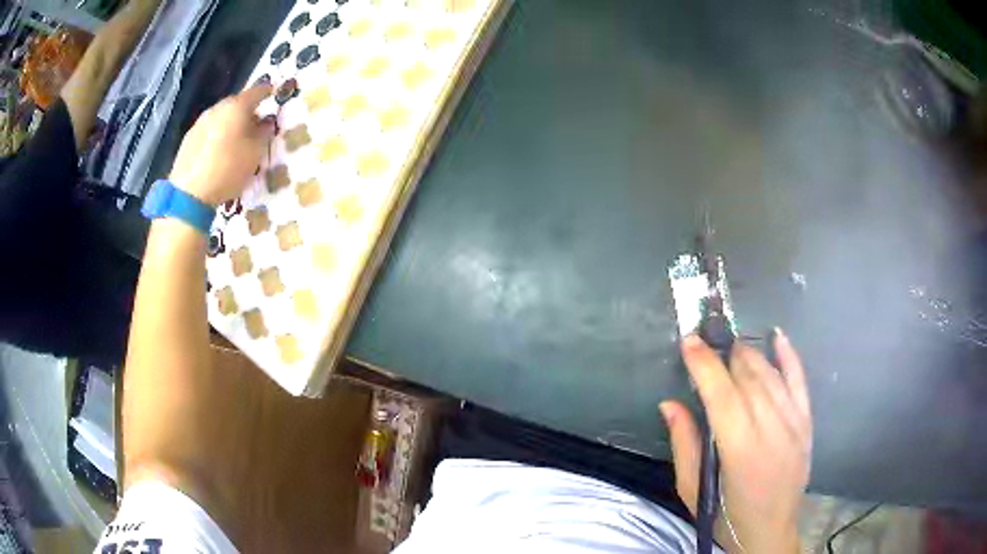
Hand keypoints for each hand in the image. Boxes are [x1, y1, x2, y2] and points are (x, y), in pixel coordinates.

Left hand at [169, 84, 275, 205]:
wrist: (189, 194)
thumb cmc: (228, 169)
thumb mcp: (255, 153)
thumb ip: (263, 134)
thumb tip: (265, 123)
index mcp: (236, 106)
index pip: (256, 91)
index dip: (267, 91)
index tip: (273, 92)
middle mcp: (217, 109)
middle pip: (236, 104)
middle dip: (247, 111)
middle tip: (256, 123)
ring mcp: (200, 123)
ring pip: (221, 117)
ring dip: (230, 124)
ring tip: (237, 139)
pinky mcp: (188, 140)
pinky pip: (209, 131)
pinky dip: (217, 136)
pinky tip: (219, 151)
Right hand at [660, 330, 811, 553]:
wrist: (770, 531)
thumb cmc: (725, 516)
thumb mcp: (692, 490)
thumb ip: (684, 445)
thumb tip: (669, 404)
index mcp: (740, 453)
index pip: (723, 396)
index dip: (705, 365)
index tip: (689, 341)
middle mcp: (772, 432)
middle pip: (749, 380)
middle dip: (725, 356)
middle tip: (707, 346)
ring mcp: (794, 425)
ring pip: (771, 376)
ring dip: (750, 355)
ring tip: (731, 347)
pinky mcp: (806, 424)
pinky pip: (800, 382)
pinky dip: (789, 356)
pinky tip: (777, 335)